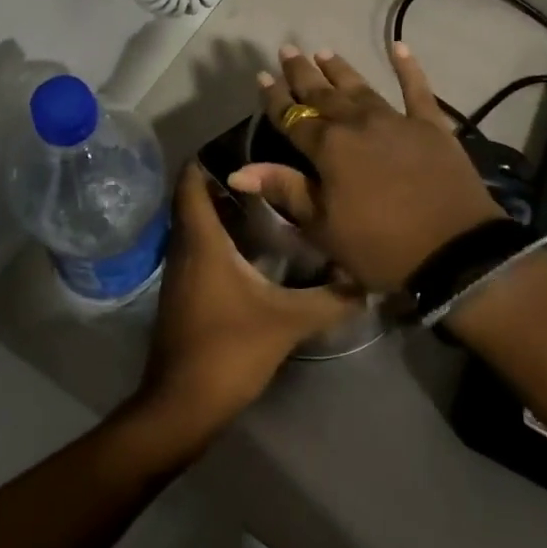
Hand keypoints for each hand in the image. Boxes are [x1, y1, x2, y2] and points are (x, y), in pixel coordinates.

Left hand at [131, 163, 360, 446]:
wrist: (183, 405)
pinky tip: (253, 248)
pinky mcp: (183, 293)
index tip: (244, 142)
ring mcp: (180, 272)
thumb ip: (330, 299)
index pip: (190, 181)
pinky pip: (197, 248)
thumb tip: (366, 280)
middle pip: (194, 198)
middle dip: (223, 180)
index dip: (208, 156)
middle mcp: (184, 247)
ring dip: (222, 209)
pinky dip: (219, 236)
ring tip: (266, 201)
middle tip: (267, 169)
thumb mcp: (288, 322)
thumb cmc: (229, 350)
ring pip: (196, 225)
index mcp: (201, 240)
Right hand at [229, 44, 506, 291]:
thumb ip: (284, 190)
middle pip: (323, 94)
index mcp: (328, 148)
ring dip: (340, 70)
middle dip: (303, 73)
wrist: (455, 253)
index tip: (262, 76)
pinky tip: (399, 46)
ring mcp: (396, 120)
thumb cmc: (380, 247)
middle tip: (288, 49)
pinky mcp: (431, 126)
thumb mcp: (323, 227)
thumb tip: (237, 172)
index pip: (293, 116)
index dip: (275, 97)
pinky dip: (408, 67)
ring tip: (324, 52)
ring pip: (361, 87)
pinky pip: (417, 90)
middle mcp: (358, 123)